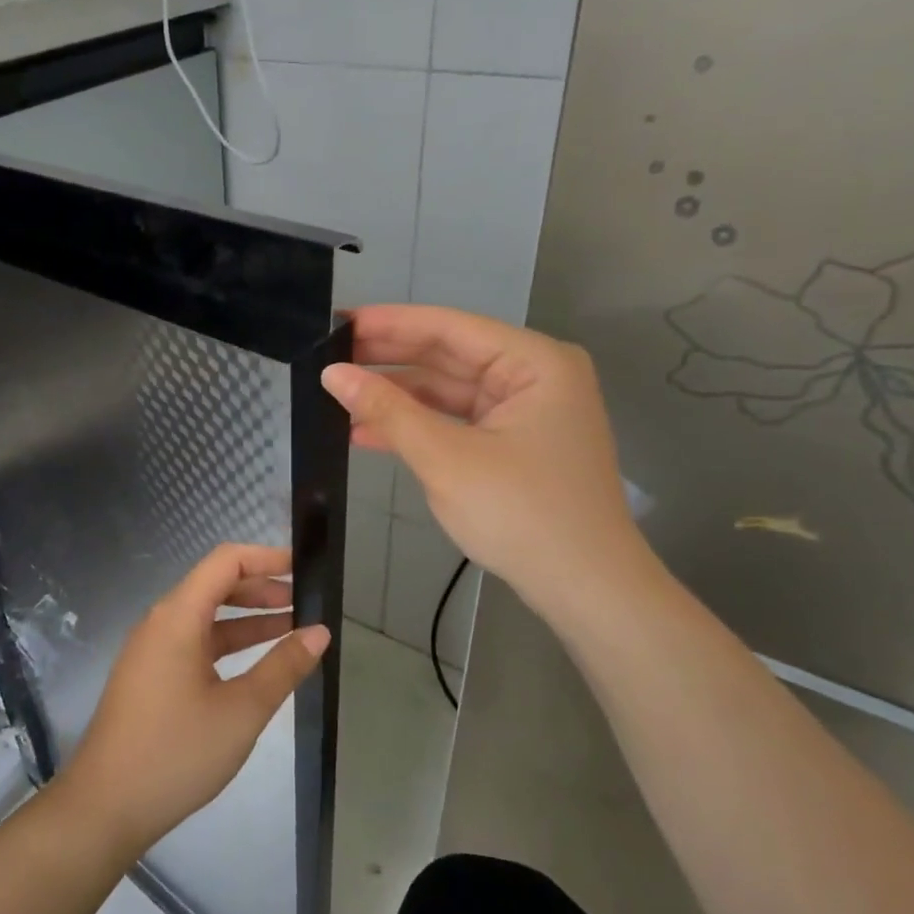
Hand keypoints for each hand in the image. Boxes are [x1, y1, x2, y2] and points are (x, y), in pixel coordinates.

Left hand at [53, 544, 330, 860]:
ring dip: (247, 619)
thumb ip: (283, 666)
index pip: (225, 562)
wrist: (104, 808)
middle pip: (215, 586)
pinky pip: (193, 643)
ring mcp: (151, 650)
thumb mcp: (241, 710)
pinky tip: (255, 664)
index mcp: (177, 617)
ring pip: (205, 617)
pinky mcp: (149, 676)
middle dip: (261, 589)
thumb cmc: (176, 752)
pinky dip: (227, 644)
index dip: (266, 558)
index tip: (303, 568)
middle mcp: (160, 623)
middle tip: (306, 603)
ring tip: (292, 629)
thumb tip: (320, 632)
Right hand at [321, 305, 651, 619]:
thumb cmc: (522, 514)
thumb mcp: (446, 459)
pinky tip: (366, 431)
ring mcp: (524, 412)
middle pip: (448, 356)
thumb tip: (333, 373)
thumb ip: (388, 411)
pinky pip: (456, 422)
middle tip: (328, 356)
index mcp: (534, 362)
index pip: (448, 327)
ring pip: (447, 391)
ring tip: (337, 395)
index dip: (388, 324)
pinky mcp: (513, 444)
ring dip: (396, 397)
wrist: (585, 590)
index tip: (335, 323)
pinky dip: (416, 427)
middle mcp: (533, 377)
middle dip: (387, 359)